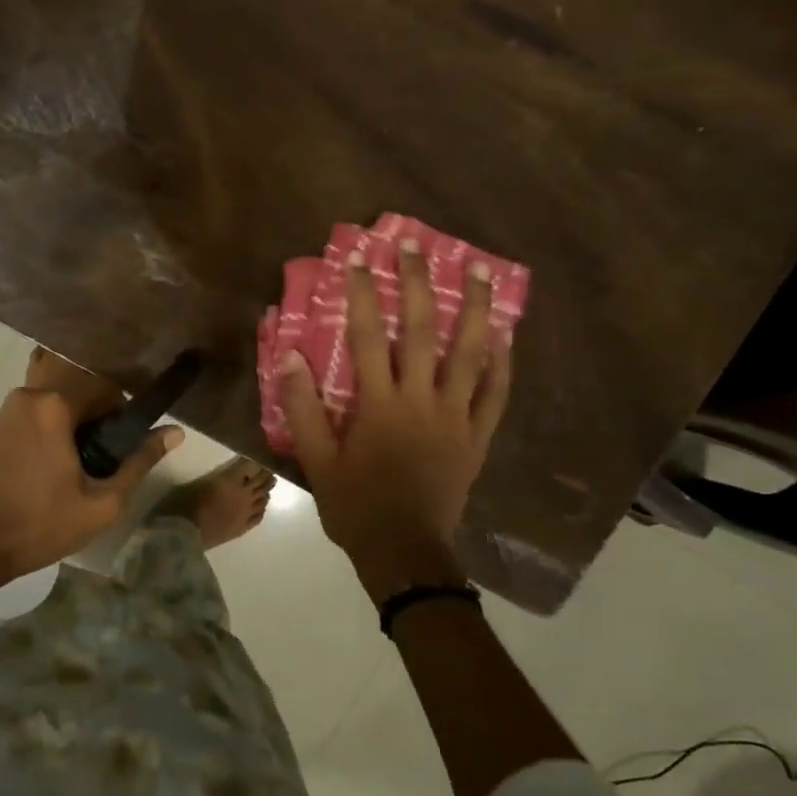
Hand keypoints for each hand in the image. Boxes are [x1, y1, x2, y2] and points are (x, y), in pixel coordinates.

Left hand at [0, 374, 181, 586]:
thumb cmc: (39, 526)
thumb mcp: (101, 502)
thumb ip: (139, 462)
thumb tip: (175, 432)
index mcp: (54, 405)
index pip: (106, 389)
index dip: (123, 416)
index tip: (125, 448)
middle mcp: (27, 396)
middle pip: (78, 395)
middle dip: (96, 423)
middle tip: (101, 464)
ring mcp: (4, 412)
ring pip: (55, 408)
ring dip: (72, 430)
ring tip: (76, 471)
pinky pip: (33, 420)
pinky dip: (49, 436)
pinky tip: (49, 472)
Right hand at [280, 240, 512, 598]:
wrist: (404, 552)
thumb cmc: (355, 506)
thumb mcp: (317, 461)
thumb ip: (302, 408)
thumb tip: (290, 356)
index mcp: (379, 405)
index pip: (367, 336)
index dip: (361, 292)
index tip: (358, 256)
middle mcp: (421, 401)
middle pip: (421, 331)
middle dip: (417, 283)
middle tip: (415, 243)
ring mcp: (456, 417)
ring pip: (470, 354)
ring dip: (476, 308)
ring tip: (480, 268)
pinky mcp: (477, 436)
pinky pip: (495, 393)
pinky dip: (503, 362)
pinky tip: (506, 334)